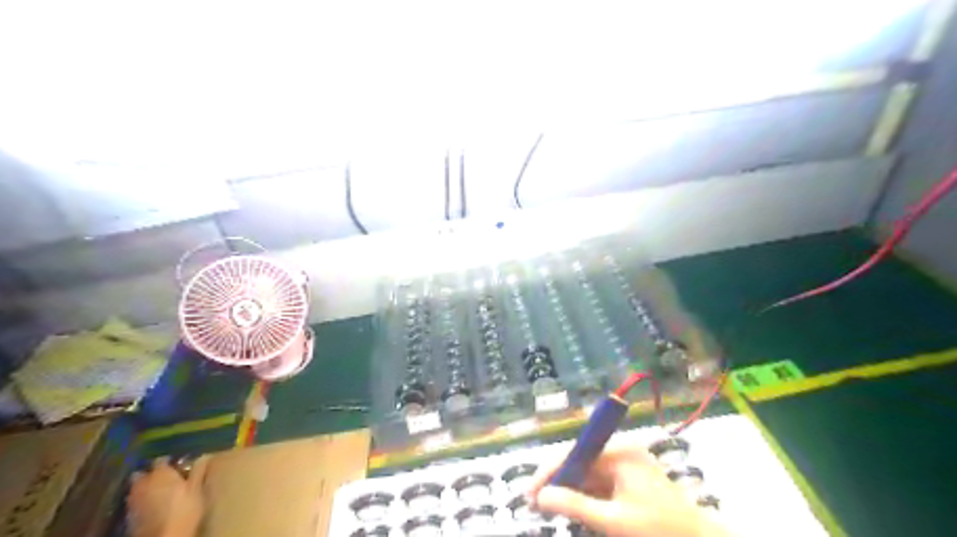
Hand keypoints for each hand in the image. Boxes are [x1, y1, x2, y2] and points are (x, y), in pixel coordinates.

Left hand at [125, 457, 210, 535]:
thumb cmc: (184, 509)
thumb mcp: (196, 489)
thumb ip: (198, 471)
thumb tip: (204, 455)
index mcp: (160, 474)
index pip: (161, 460)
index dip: (169, 462)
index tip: (178, 465)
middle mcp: (143, 484)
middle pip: (142, 474)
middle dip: (151, 474)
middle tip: (165, 478)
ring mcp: (133, 500)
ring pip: (137, 488)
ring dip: (145, 487)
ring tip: (159, 492)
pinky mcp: (129, 515)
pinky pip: (135, 501)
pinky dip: (142, 500)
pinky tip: (153, 506)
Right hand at [527, 440, 730, 536]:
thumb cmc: (659, 531)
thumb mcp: (613, 521)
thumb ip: (575, 506)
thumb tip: (540, 496)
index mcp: (619, 452)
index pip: (575, 453)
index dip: (549, 472)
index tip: (529, 493)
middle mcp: (621, 452)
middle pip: (579, 463)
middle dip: (557, 483)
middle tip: (534, 504)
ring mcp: (626, 466)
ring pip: (587, 476)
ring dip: (569, 492)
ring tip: (548, 509)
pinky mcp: (630, 481)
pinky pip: (600, 486)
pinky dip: (586, 499)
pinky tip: (573, 511)